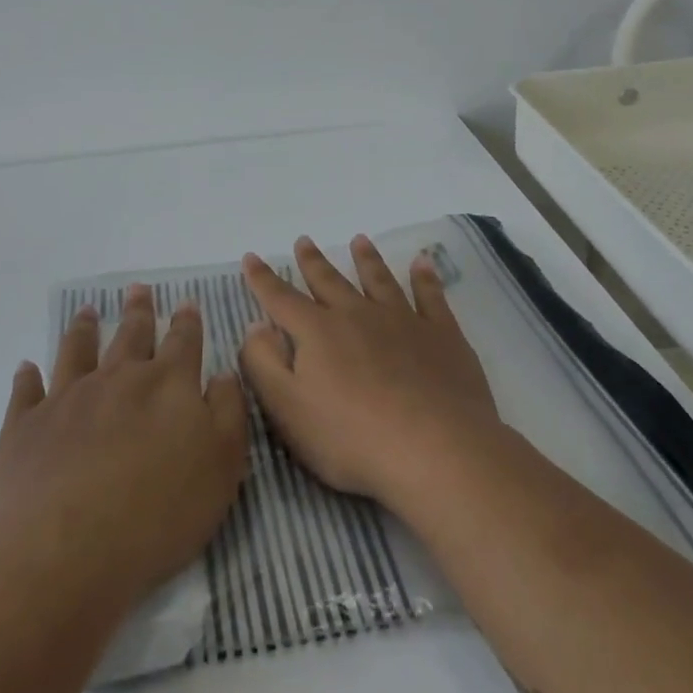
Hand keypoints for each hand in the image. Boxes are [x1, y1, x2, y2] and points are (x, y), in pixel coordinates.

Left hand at [0, 286, 248, 608]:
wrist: (68, 549)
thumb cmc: (160, 511)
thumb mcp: (223, 464)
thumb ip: (228, 412)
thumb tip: (223, 373)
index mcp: (167, 384)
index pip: (182, 341)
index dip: (187, 321)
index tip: (186, 302)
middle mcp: (116, 379)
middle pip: (130, 335)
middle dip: (138, 312)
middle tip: (138, 289)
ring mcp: (67, 399)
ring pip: (77, 351)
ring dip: (84, 329)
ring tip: (87, 312)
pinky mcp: (26, 427)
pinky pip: (26, 392)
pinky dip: (27, 377)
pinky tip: (26, 368)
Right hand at [239, 235, 497, 511]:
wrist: (436, 451)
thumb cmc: (352, 438)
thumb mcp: (288, 409)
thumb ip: (264, 364)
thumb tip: (255, 326)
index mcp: (317, 332)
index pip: (281, 299)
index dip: (263, 279)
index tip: (251, 257)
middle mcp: (358, 315)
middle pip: (330, 281)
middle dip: (313, 261)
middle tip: (304, 240)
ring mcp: (403, 321)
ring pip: (379, 280)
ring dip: (367, 259)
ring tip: (360, 240)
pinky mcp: (442, 336)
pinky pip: (430, 297)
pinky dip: (425, 278)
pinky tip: (422, 264)